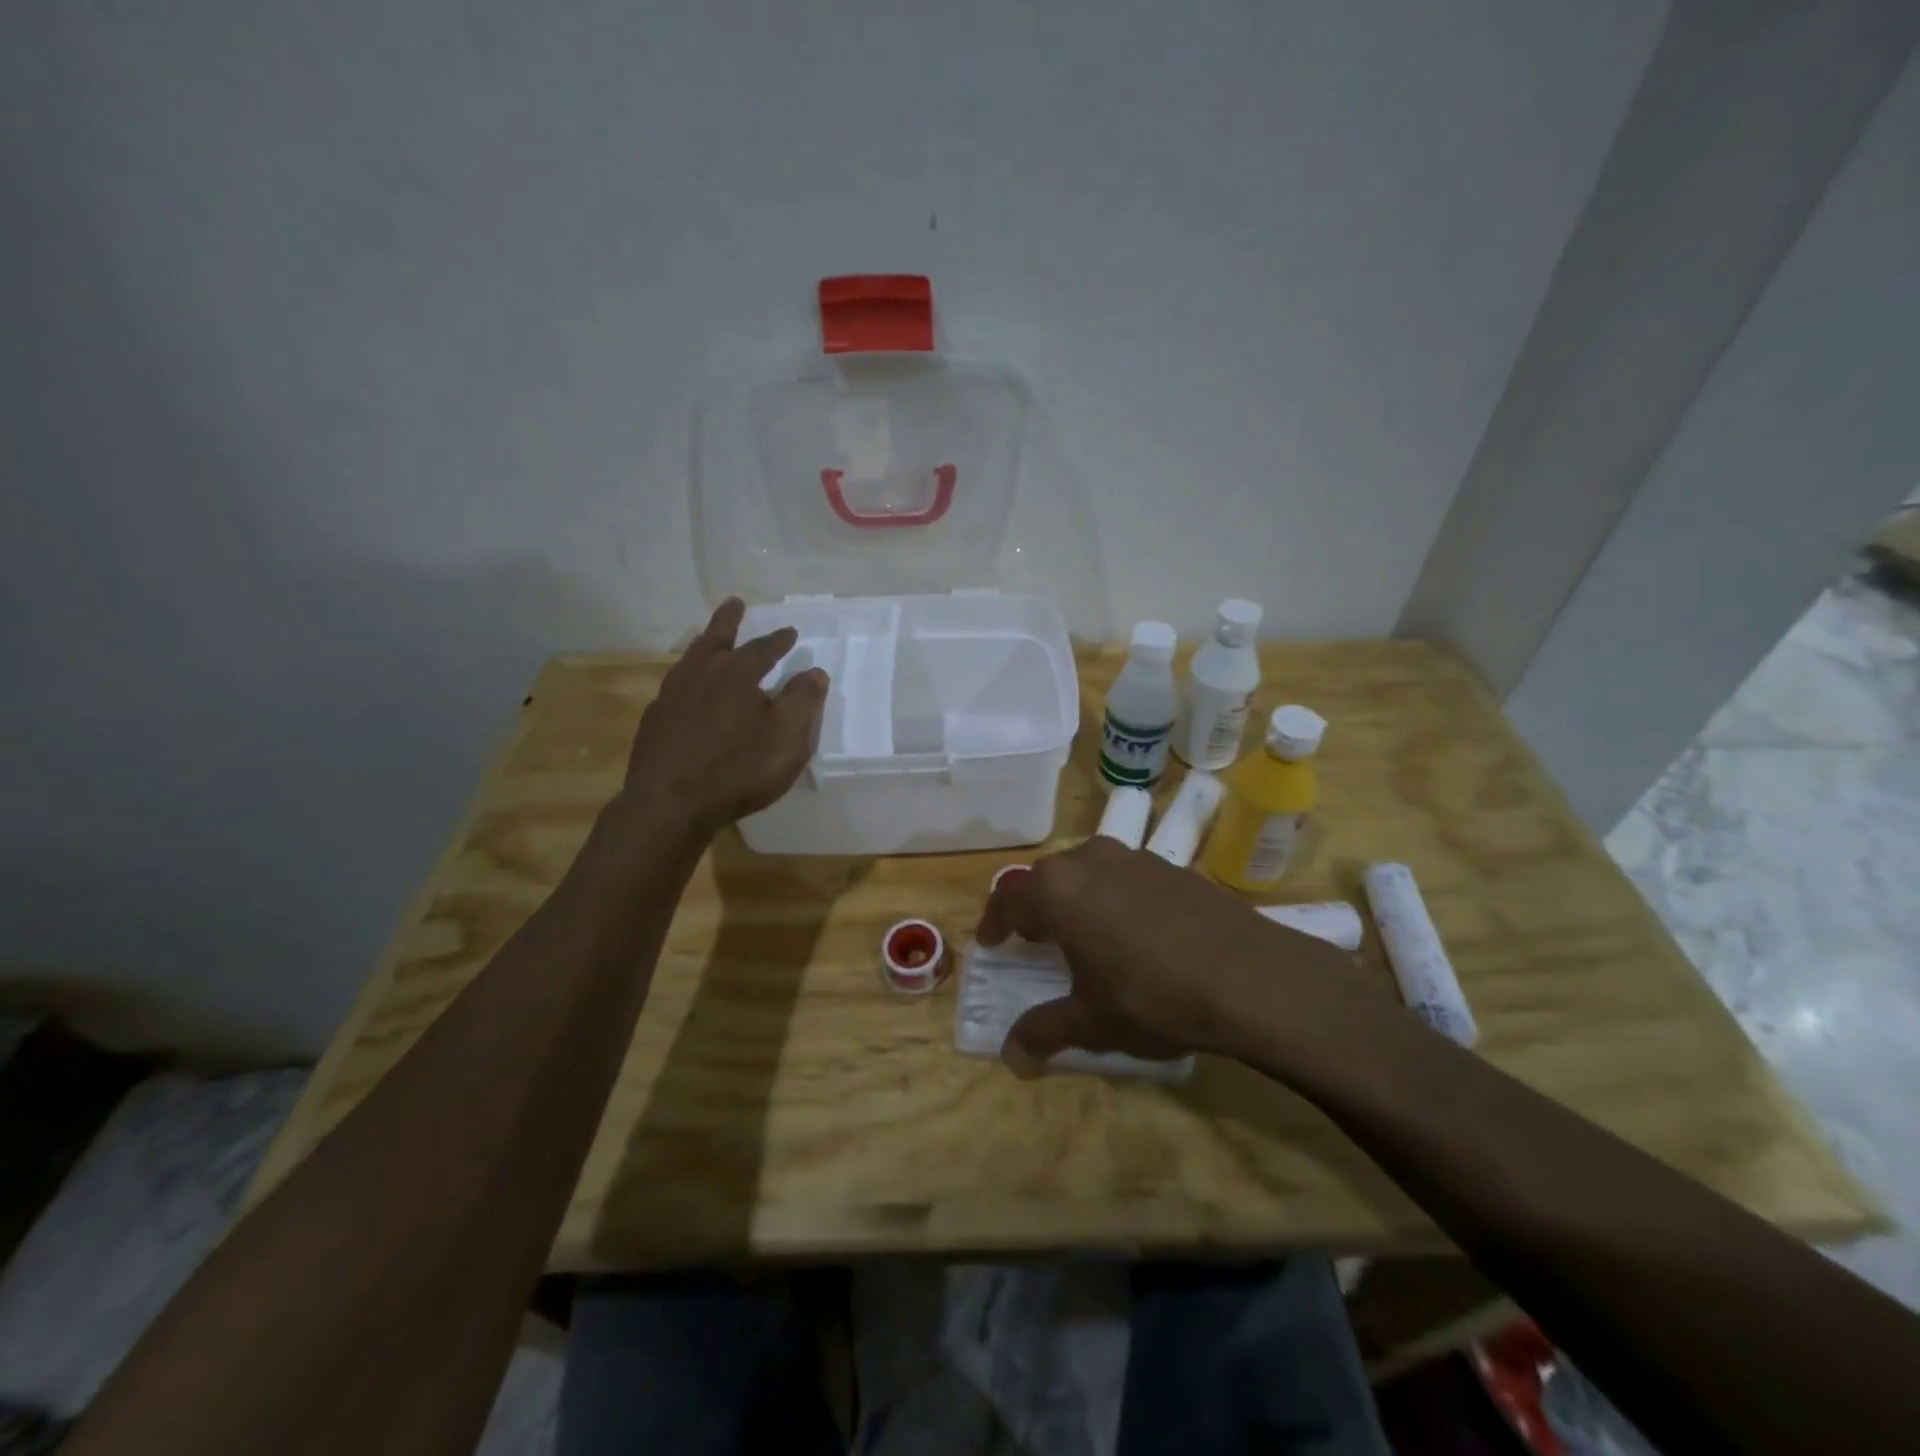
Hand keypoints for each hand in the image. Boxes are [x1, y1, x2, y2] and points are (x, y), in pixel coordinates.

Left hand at [622, 598, 827, 835]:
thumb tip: (814, 672)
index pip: (763, 649)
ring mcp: (671, 698)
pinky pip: (674, 689)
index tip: (789, 632)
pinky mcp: (654, 722)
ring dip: (703, 646)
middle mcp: (700, 676)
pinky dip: (687, 681)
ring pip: (689, 661)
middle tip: (735, 603)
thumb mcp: (788, 738)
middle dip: (729, 621)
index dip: (778, 641)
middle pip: (716, 639)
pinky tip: (688, 694)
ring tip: (709, 642)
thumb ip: (803, 702)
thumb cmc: (738, 770)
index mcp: (736, 674)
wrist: (670, 805)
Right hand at [978, 837, 1350, 1075]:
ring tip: (1082, 932)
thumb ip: (1045, 1032)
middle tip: (1034, 938)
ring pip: (1087, 871)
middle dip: (1035, 907)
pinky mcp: (1173, 868)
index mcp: (1058, 891)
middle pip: (1047, 878)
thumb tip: (1011, 1057)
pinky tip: (1133, 932)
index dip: (995, 922)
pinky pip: (1124, 877)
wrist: (1250, 977)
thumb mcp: (1092, 1022)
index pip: (1010, 898)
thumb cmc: (1152, 997)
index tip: (991, 941)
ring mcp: (1135, 858)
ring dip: (1075, 898)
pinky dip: (1112, 898)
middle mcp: (1090, 861)